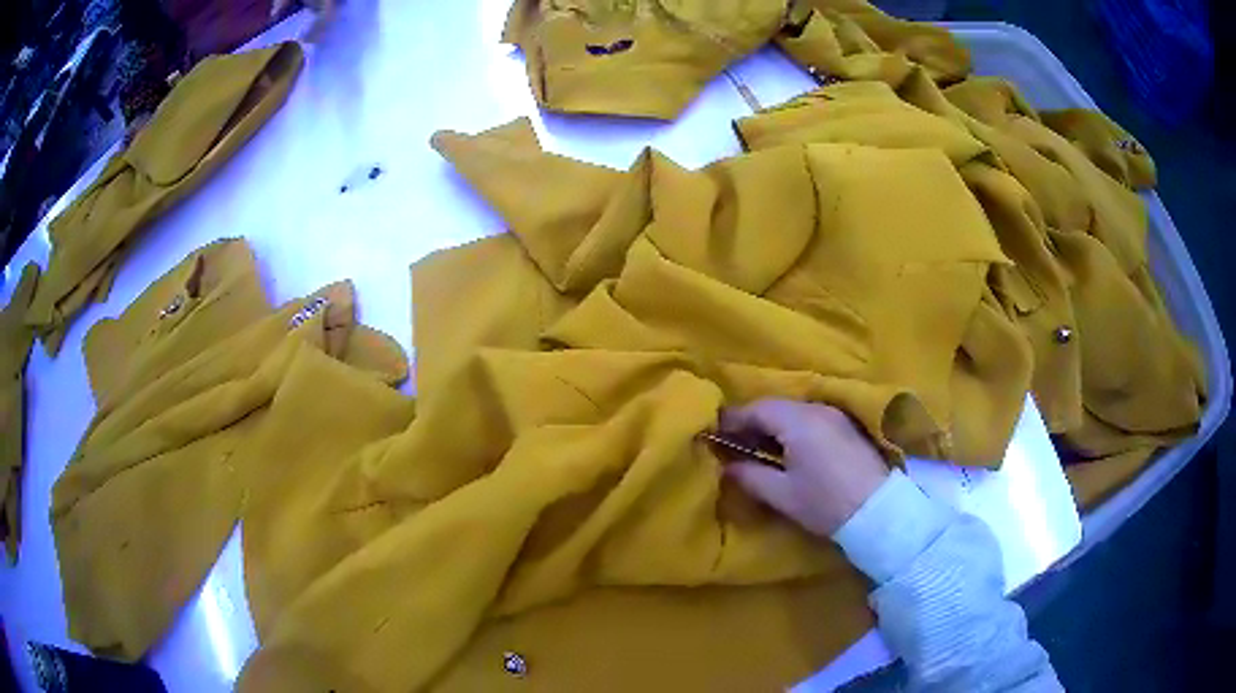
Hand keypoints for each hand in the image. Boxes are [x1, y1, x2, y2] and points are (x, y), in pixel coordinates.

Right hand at [720, 399, 889, 537]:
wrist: (878, 510)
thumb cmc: (825, 503)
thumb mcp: (782, 494)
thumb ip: (750, 476)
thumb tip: (727, 468)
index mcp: (798, 421)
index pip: (757, 409)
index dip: (734, 420)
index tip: (715, 433)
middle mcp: (817, 410)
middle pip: (777, 407)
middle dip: (753, 422)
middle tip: (735, 443)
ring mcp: (835, 416)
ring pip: (795, 412)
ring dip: (774, 426)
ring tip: (760, 449)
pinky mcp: (847, 427)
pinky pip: (811, 419)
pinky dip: (793, 429)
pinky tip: (789, 451)